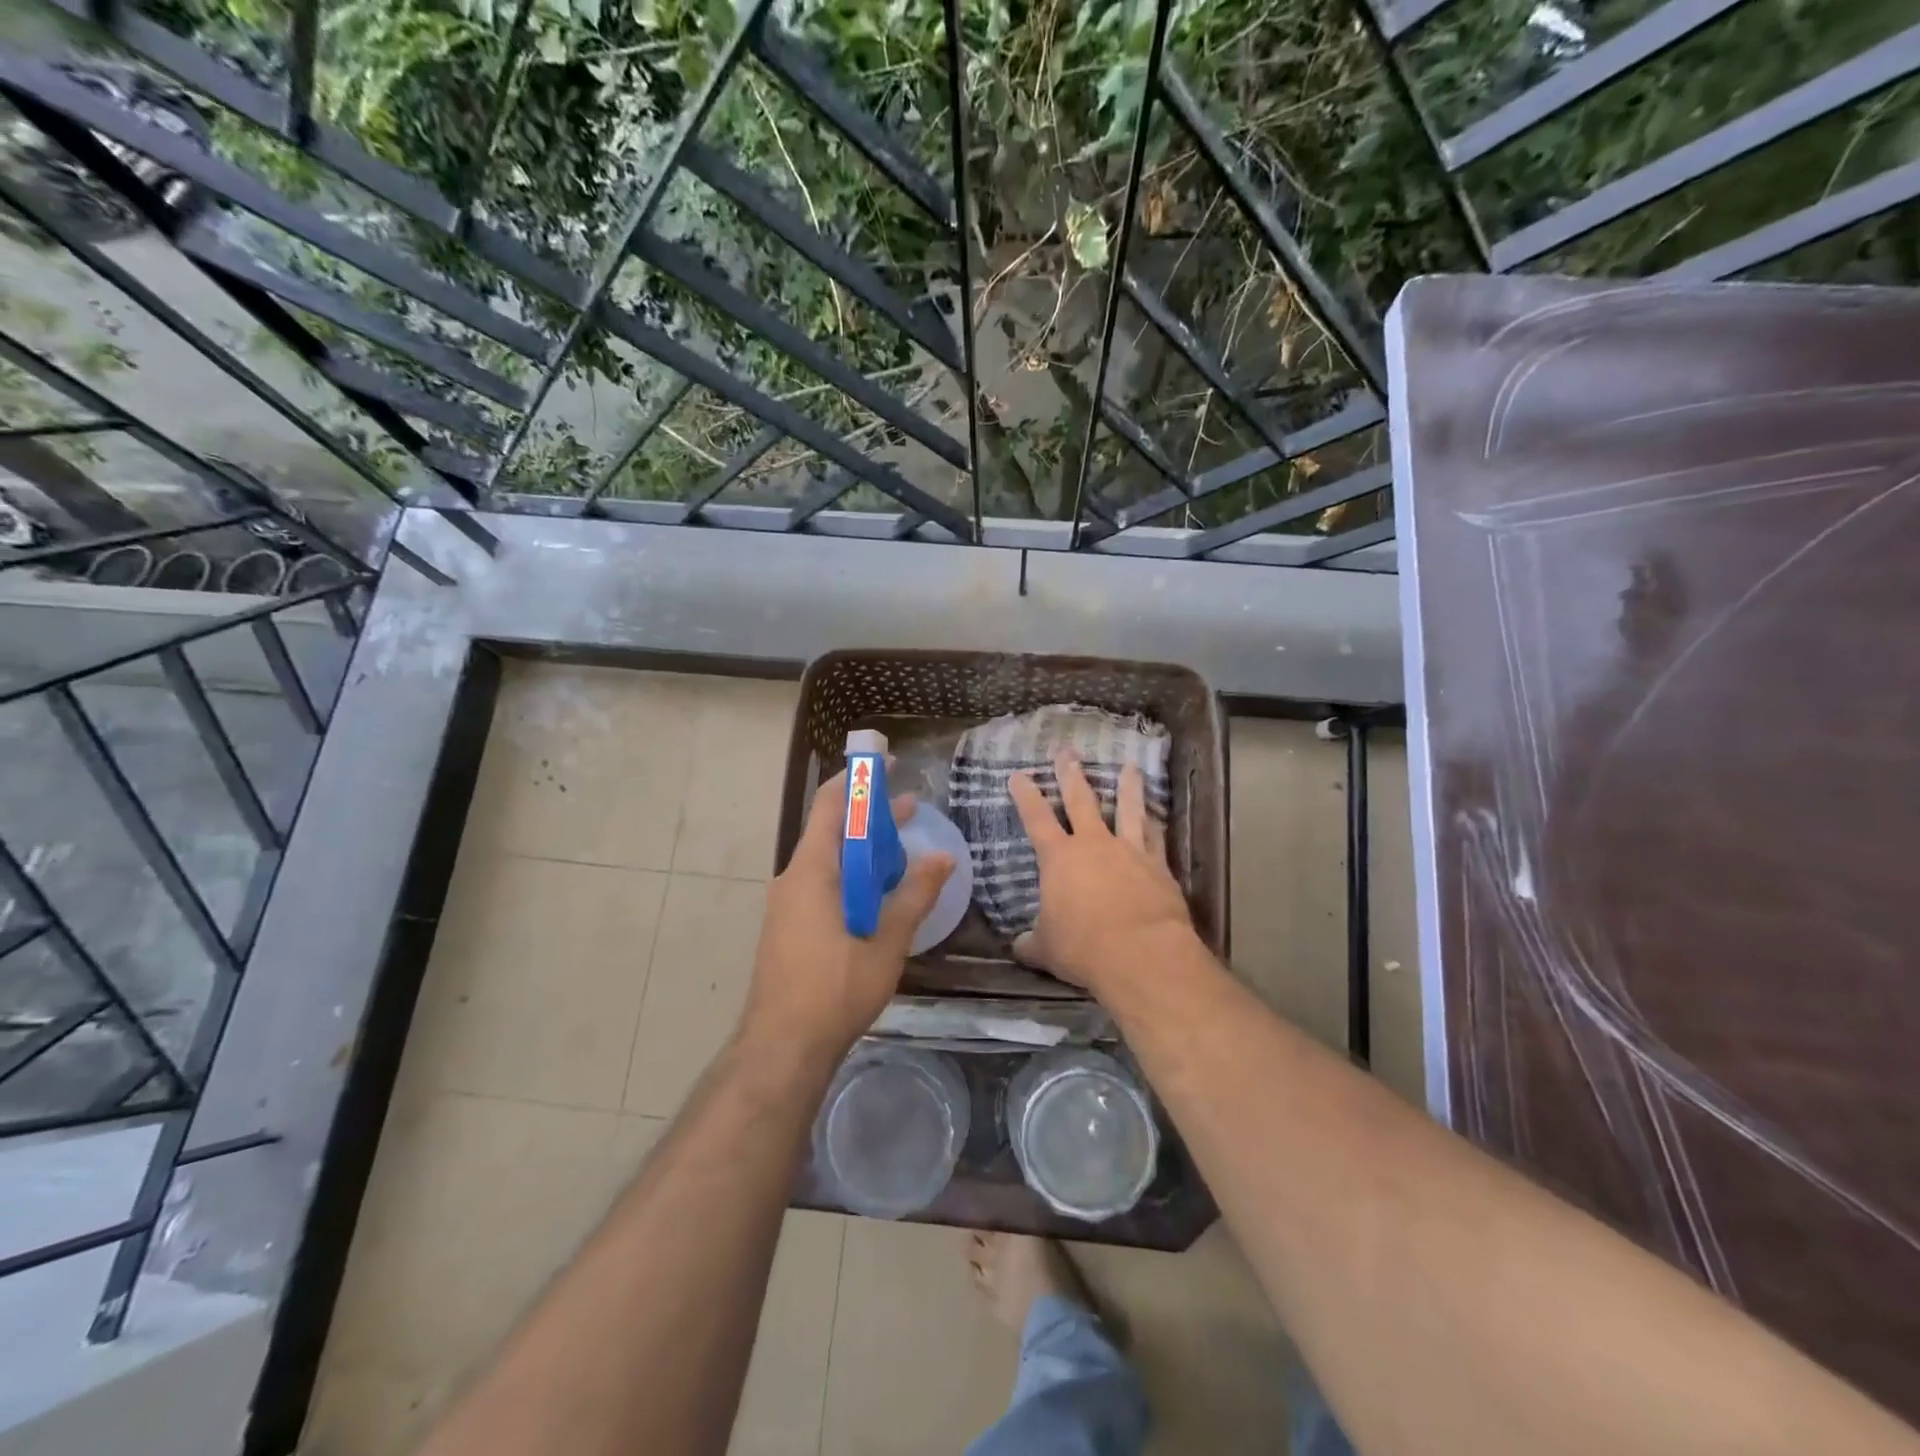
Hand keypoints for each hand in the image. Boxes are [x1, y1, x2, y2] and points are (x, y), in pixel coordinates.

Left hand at [740, 768, 953, 1060]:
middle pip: (831, 830)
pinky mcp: (790, 925)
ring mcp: (788, 903)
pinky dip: (853, 876)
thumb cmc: (834, 990)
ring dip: (865, 849)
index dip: (858, 779)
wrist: (782, 1047)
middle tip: (912, 807)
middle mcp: (794, 878)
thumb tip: (944, 858)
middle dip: (870, 816)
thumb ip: (915, 897)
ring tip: (904, 848)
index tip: (887, 764)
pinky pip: (824, 884)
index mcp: (812, 871)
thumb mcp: (886, 943)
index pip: (830, 804)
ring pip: (830, 860)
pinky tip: (881, 894)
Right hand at [1008, 751, 1194, 995]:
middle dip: (1071, 775)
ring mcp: (1129, 851)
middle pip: (1081, 801)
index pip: (1036, 819)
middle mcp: (1094, 845)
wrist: (1141, 953)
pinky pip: (1157, 838)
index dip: (1026, 796)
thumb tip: (1019, 947)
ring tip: (1131, 766)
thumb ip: (1032, 943)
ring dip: (1128, 787)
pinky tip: (1157, 815)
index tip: (1019, 775)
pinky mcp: (1158, 866)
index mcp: (1059, 859)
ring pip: (1128, 809)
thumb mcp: (1047, 949)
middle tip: (1067, 751)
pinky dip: (1156, 824)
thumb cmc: (1083, 948)